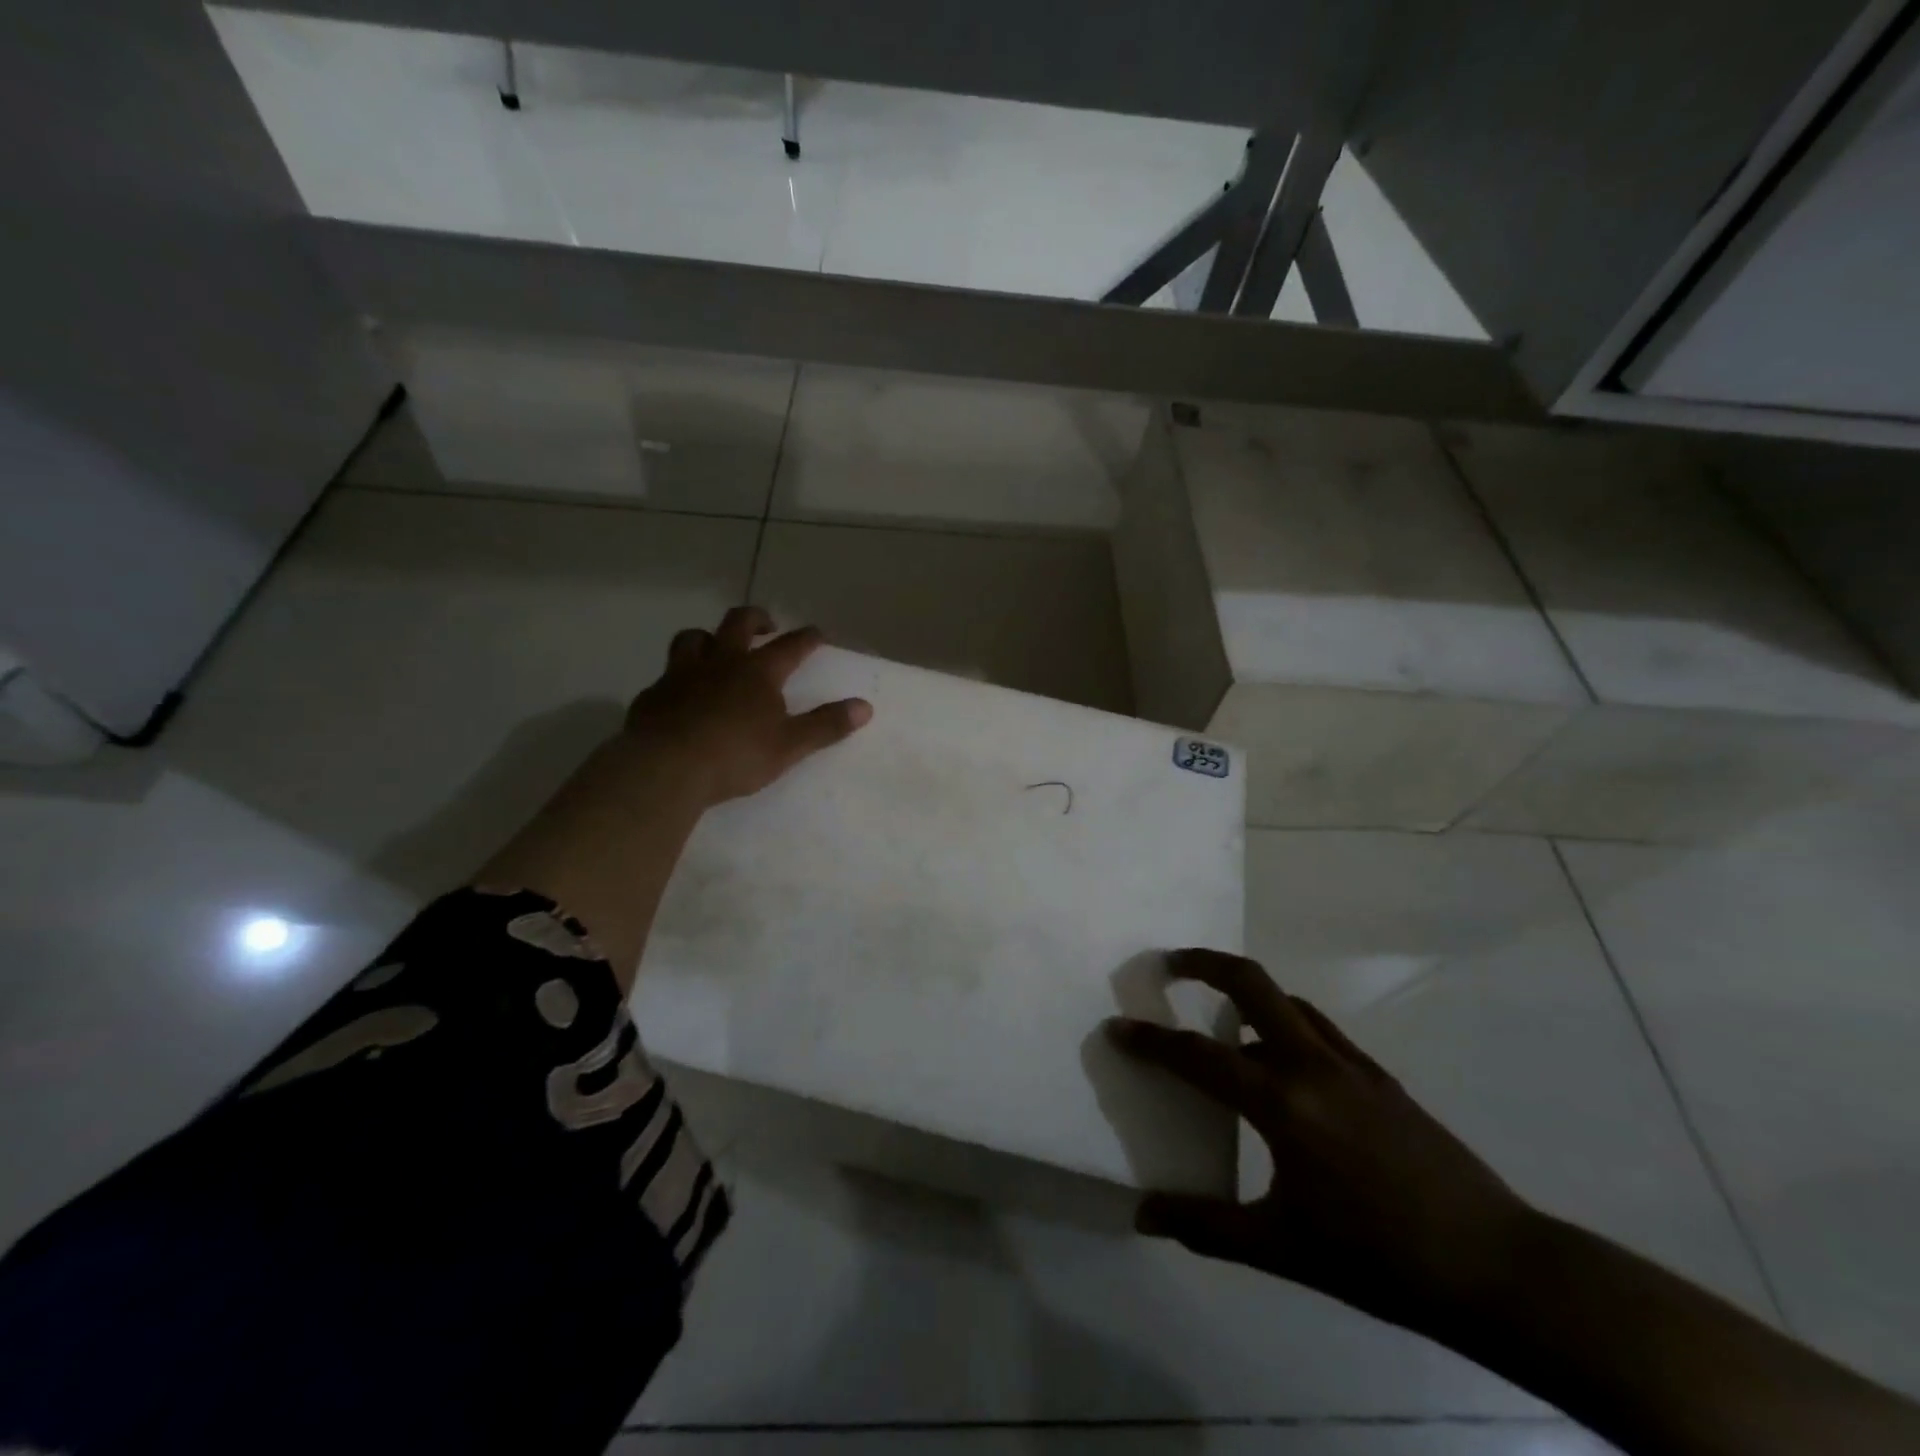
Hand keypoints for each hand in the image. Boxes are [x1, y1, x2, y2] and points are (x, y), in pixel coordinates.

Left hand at [615, 606, 871, 807]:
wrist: (665, 768)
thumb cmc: (735, 755)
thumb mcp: (790, 745)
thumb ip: (826, 725)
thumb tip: (865, 707)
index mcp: (757, 672)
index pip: (790, 646)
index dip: (808, 638)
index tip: (819, 633)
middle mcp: (720, 663)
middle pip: (737, 623)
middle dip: (756, 618)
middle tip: (766, 625)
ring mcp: (682, 675)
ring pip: (693, 638)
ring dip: (709, 637)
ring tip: (716, 648)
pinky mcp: (653, 695)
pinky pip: (667, 675)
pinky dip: (679, 676)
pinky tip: (681, 693)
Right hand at [1105, 949, 1534, 1331]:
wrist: (1495, 1267)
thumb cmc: (1378, 1258)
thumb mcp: (1282, 1248)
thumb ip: (1206, 1226)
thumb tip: (1144, 1214)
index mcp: (1282, 1102)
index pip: (1199, 1055)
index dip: (1151, 1041)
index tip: (1117, 1026)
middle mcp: (1313, 1065)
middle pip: (1251, 983)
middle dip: (1203, 963)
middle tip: (1169, 964)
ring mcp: (1352, 1065)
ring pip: (1288, 1002)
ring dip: (1247, 996)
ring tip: (1222, 1022)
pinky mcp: (1381, 1077)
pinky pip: (1320, 1029)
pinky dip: (1287, 1024)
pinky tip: (1285, 1065)